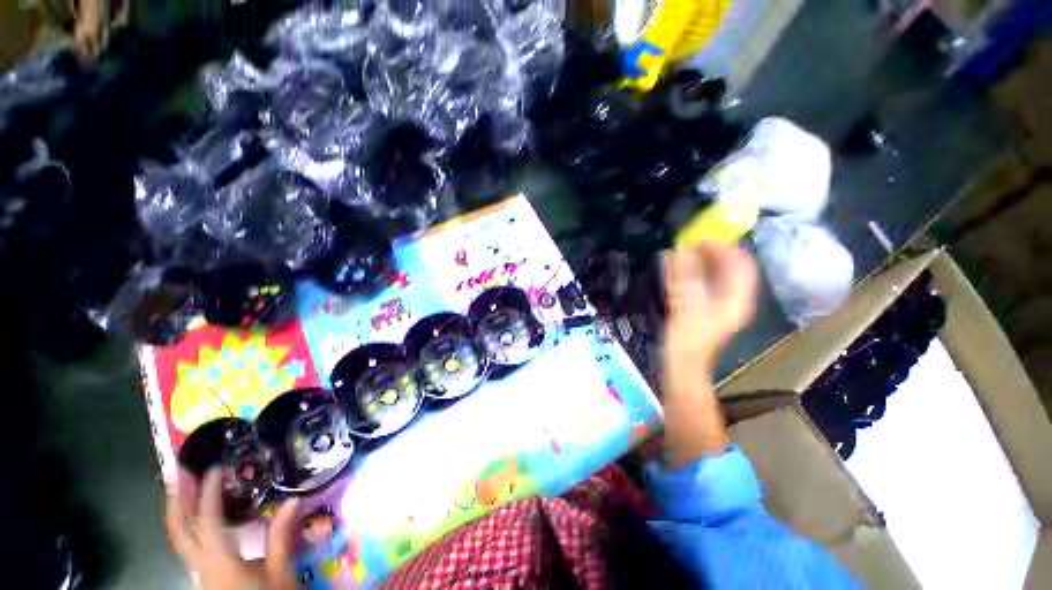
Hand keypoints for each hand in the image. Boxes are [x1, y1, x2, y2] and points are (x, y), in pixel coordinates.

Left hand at [165, 468, 300, 589]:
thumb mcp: (281, 571)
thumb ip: (282, 537)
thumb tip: (295, 499)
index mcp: (219, 562)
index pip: (207, 522)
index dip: (207, 494)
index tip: (214, 469)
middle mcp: (201, 565)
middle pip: (179, 531)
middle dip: (177, 501)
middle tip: (180, 473)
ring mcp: (199, 572)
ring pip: (180, 539)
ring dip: (179, 511)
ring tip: (184, 488)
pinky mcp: (205, 575)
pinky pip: (189, 545)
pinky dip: (188, 525)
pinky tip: (199, 518)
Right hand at [663, 242, 757, 376]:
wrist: (682, 366)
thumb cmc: (688, 340)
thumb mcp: (687, 307)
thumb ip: (684, 278)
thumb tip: (681, 249)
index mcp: (735, 299)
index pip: (741, 265)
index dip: (728, 247)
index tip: (707, 234)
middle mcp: (731, 299)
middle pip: (727, 268)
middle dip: (711, 252)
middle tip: (691, 238)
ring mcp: (716, 305)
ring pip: (712, 276)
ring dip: (699, 261)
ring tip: (683, 248)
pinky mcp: (702, 309)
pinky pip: (699, 284)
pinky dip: (689, 273)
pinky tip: (675, 266)